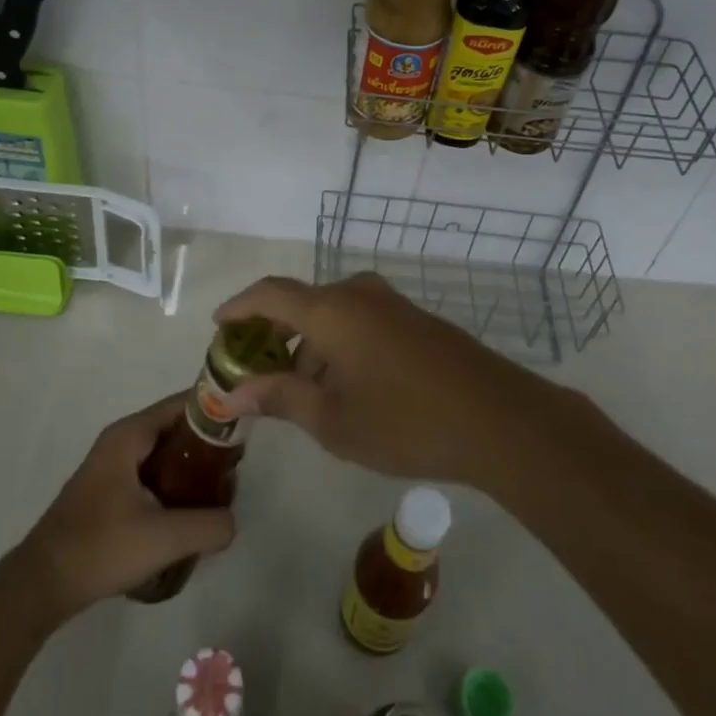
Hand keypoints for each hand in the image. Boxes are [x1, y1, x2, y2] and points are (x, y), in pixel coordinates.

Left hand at [15, 394, 235, 620]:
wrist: (41, 586)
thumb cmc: (100, 548)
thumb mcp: (164, 538)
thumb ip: (208, 525)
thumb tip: (231, 522)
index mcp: (130, 435)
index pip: (183, 404)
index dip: (216, 410)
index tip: (245, 427)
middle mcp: (121, 441)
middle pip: (175, 428)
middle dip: (208, 444)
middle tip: (236, 467)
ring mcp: (112, 466)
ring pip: (164, 453)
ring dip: (191, 468)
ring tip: (219, 492)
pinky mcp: (108, 492)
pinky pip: (152, 474)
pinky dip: (173, 484)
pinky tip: (189, 513)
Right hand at [213, 272, 550, 486]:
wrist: (497, 419)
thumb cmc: (405, 421)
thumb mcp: (332, 420)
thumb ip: (280, 398)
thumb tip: (233, 394)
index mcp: (331, 310)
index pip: (270, 294)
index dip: (239, 306)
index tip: (218, 326)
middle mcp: (358, 294)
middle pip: (301, 304)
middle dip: (274, 335)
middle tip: (256, 371)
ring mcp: (391, 304)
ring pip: (332, 315)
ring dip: (309, 346)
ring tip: (301, 392)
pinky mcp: (414, 319)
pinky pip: (359, 321)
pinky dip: (338, 345)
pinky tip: (344, 387)